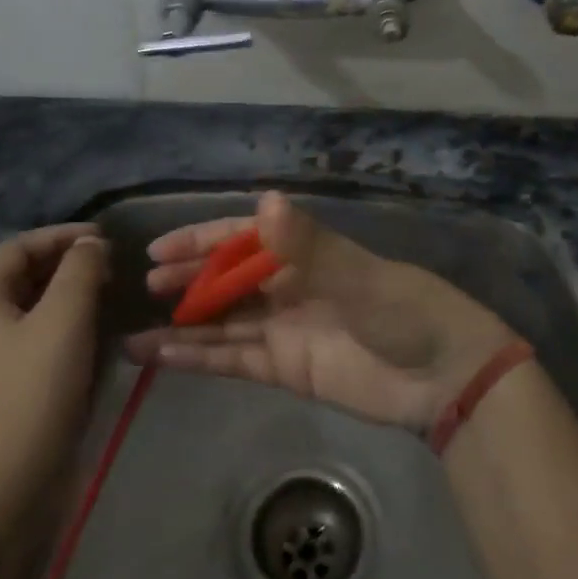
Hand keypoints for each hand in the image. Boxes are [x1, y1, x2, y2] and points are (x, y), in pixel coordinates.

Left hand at [0, 223, 107, 496]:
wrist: (12, 477)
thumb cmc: (37, 386)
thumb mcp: (65, 316)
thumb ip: (81, 269)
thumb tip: (91, 245)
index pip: (18, 246)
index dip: (61, 236)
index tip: (104, 238)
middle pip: (20, 272)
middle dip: (66, 261)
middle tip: (109, 263)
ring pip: (30, 302)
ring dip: (67, 288)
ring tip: (106, 289)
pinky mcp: (4, 378)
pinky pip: (33, 330)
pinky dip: (63, 317)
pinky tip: (92, 325)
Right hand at [125, 192, 515, 431]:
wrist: (444, 378)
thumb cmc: (404, 311)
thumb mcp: (357, 276)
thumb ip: (308, 246)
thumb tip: (266, 200)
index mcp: (304, 253)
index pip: (241, 239)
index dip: (201, 240)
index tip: (159, 248)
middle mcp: (289, 285)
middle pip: (227, 279)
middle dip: (188, 280)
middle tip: (146, 285)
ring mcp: (285, 328)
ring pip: (224, 323)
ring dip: (184, 326)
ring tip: (134, 334)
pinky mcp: (286, 369)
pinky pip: (235, 358)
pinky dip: (200, 358)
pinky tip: (163, 358)